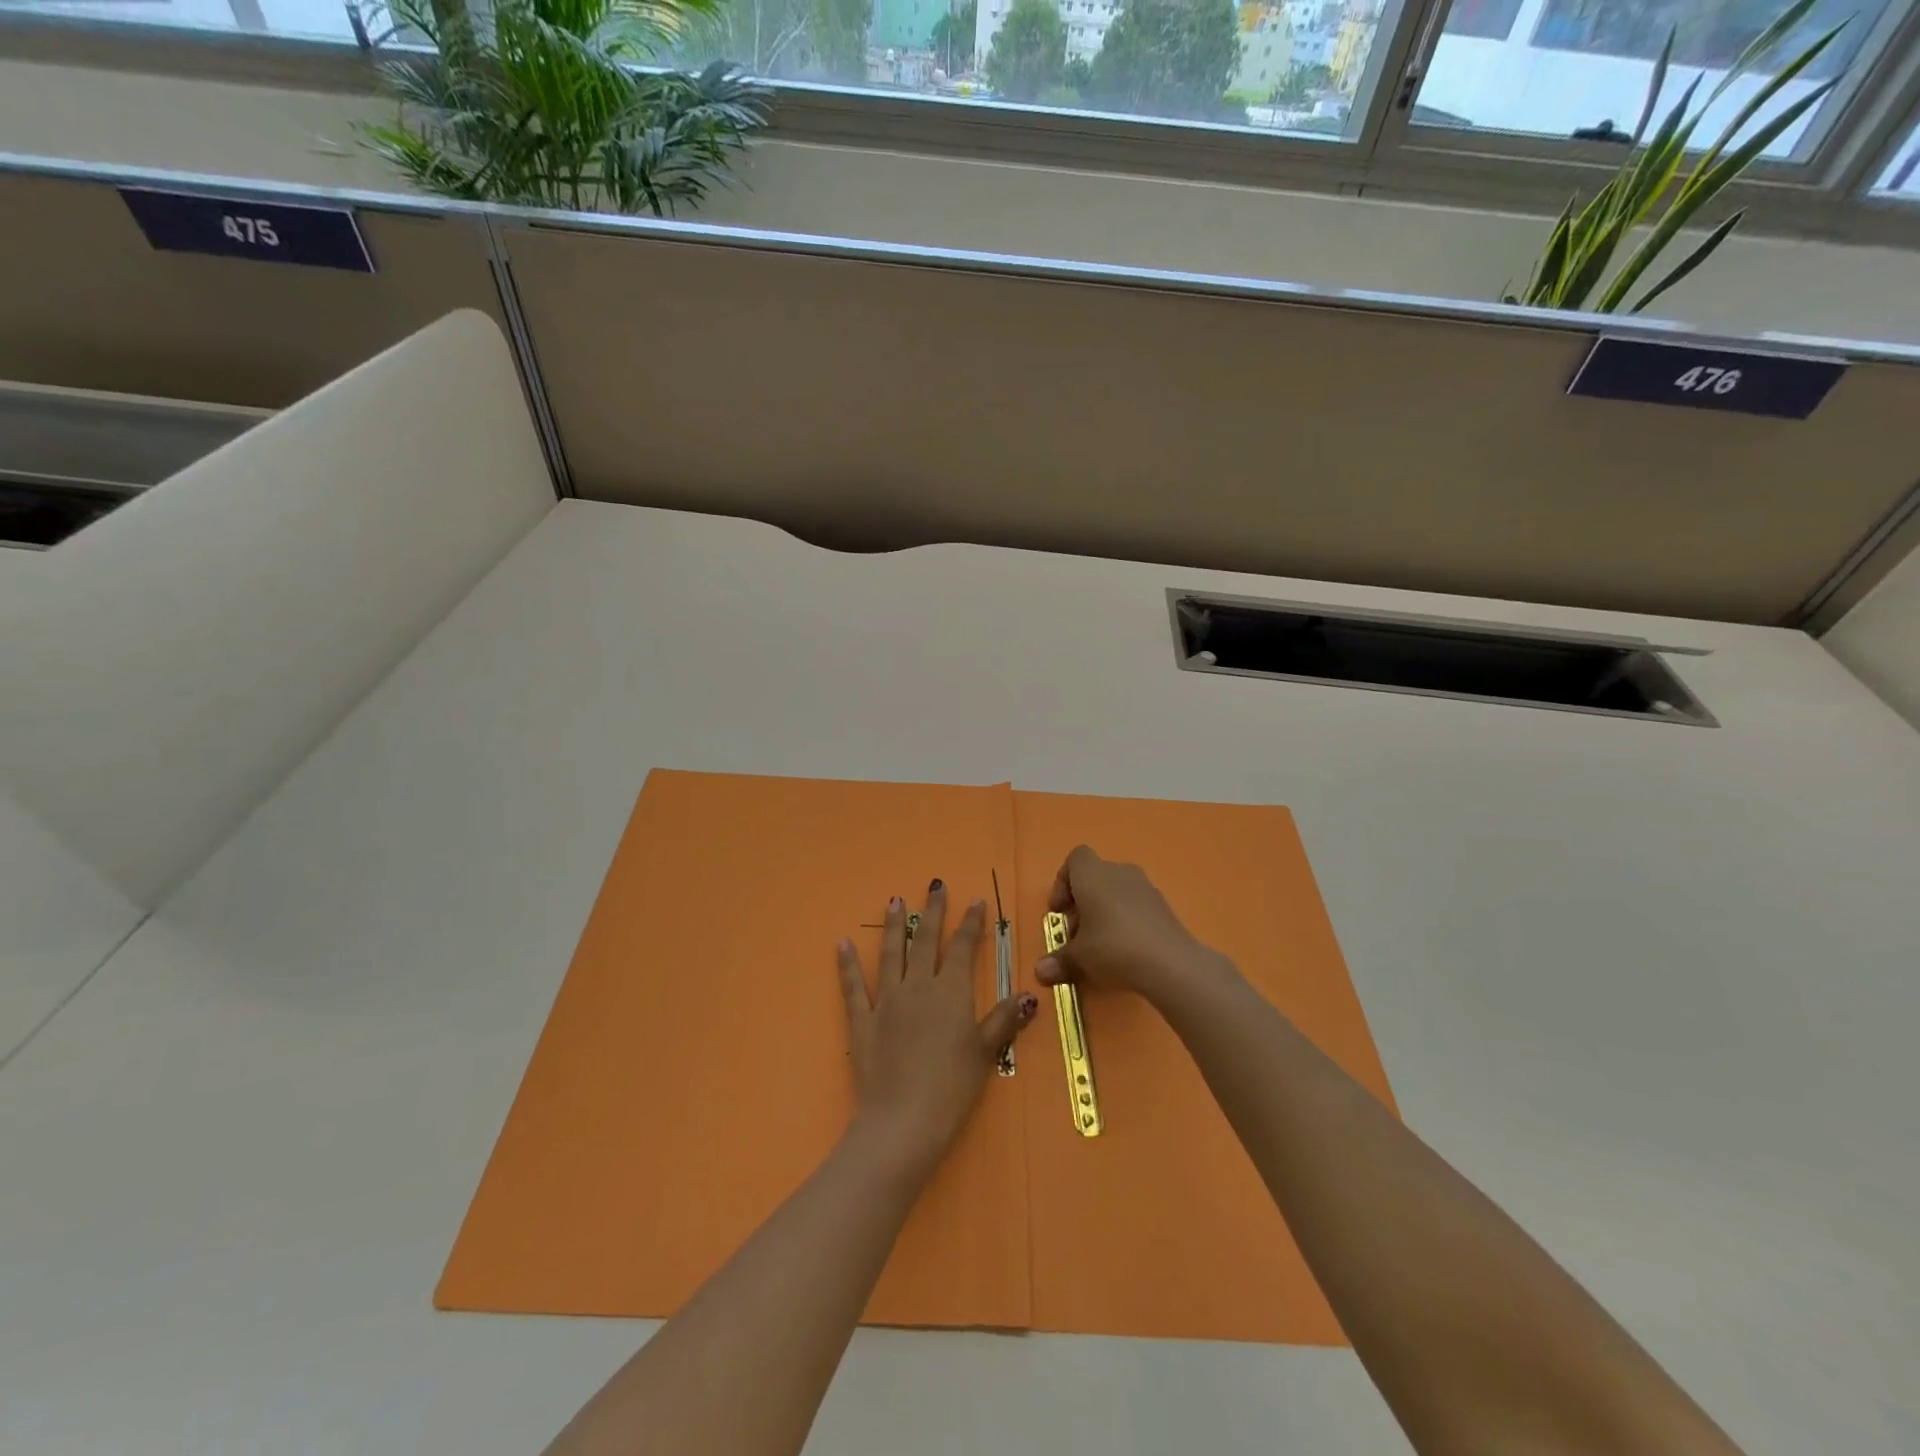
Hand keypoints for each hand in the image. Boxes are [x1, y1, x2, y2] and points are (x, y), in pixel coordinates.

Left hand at [837, 882, 1037, 1175]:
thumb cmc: (951, 1089)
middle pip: (926, 941)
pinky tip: (841, 944)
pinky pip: (853, 987)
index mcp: (951, 992)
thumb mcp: (985, 1054)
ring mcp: (886, 1001)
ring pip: (890, 954)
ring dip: (893, 926)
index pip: (964, 948)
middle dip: (933, 912)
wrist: (902, 1122)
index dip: (971, 923)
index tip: (976, 901)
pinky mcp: (862, 1021)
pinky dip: (847, 964)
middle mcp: (918, 987)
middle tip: (935, 885)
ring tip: (894, 900)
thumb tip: (1030, 994)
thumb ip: (1004, 1020)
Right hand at [1035, 845, 1228, 1007]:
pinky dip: (1126, 921)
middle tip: (1076, 936)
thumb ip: (1058, 961)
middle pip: (1094, 878)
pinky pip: (1135, 906)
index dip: (1063, 882)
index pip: (1075, 859)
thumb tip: (1040, 973)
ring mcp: (1145, 887)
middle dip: (1081, 904)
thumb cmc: (1113, 947)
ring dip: (1104, 913)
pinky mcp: (1163, 906)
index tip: (1059, 911)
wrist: (1170, 963)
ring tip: (1099, 946)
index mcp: (1093, 874)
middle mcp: (1119, 872)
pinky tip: (1125, 950)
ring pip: (1116, 892)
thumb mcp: (1078, 958)